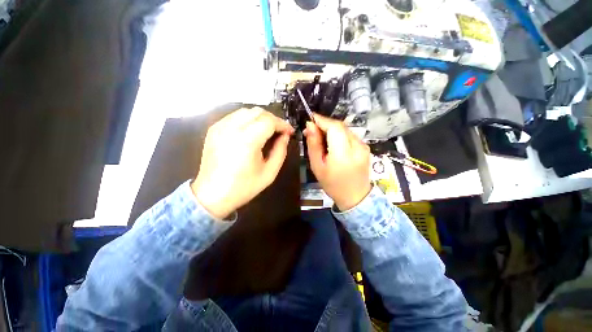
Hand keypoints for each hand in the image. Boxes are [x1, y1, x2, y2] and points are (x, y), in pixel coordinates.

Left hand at [191, 107, 293, 218]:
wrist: (212, 195)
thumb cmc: (244, 187)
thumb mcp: (269, 173)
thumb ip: (280, 151)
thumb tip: (285, 136)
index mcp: (247, 141)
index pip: (269, 121)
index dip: (282, 124)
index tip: (289, 132)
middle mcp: (232, 129)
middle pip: (258, 112)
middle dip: (273, 119)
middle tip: (280, 131)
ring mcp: (220, 127)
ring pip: (246, 111)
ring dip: (260, 118)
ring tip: (267, 130)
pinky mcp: (214, 129)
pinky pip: (234, 116)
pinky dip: (247, 120)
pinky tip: (251, 131)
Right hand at [304, 114, 371, 210]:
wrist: (355, 196)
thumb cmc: (332, 184)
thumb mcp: (317, 166)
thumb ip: (313, 145)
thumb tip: (309, 126)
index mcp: (343, 154)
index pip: (334, 128)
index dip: (322, 120)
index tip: (310, 118)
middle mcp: (357, 146)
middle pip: (340, 126)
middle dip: (325, 124)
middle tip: (313, 129)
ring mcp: (363, 146)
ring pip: (345, 129)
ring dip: (332, 129)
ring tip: (321, 136)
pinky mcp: (365, 147)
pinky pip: (349, 135)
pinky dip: (339, 135)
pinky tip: (332, 142)